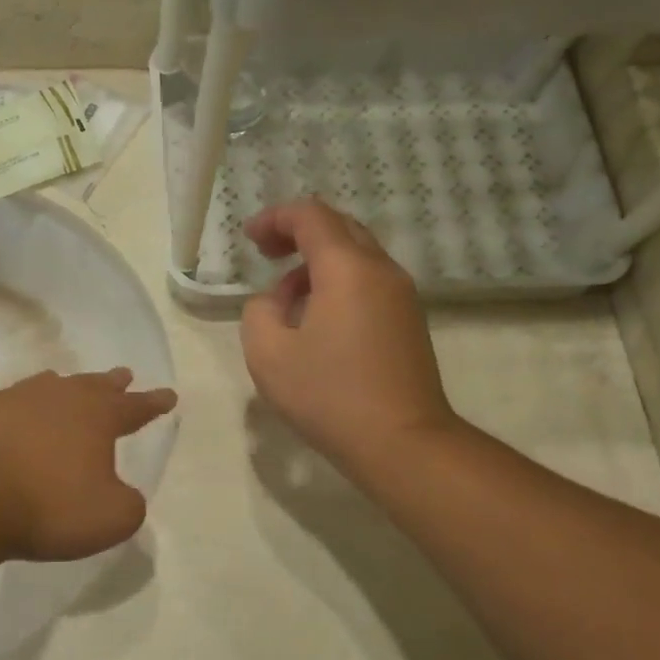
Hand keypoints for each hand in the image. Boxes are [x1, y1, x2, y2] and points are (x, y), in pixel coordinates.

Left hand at [0, 368, 175, 561]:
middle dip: (111, 383)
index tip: (168, 395)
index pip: (135, 407)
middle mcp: (59, 398)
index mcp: (97, 417)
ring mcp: (13, 399)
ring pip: (43, 384)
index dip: (154, 403)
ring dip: (59, 386)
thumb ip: (128, 503)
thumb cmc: (51, 507)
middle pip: (92, 385)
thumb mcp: (112, 518)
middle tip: (123, 375)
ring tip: (63, 384)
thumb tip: (121, 494)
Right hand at [240, 200, 460, 478]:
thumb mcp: (268, 353)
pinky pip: (369, 283)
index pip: (311, 216)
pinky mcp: (409, 322)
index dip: (275, 218)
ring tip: (287, 298)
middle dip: (298, 233)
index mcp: (348, 268)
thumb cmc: (329, 395)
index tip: (250, 239)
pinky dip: (338, 283)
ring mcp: (402, 296)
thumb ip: (259, 312)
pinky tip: (317, 320)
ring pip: (357, 256)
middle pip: (340, 228)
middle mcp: (381, 271)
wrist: (402, 442)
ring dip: (318, 263)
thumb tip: (278, 301)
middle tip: (267, 255)